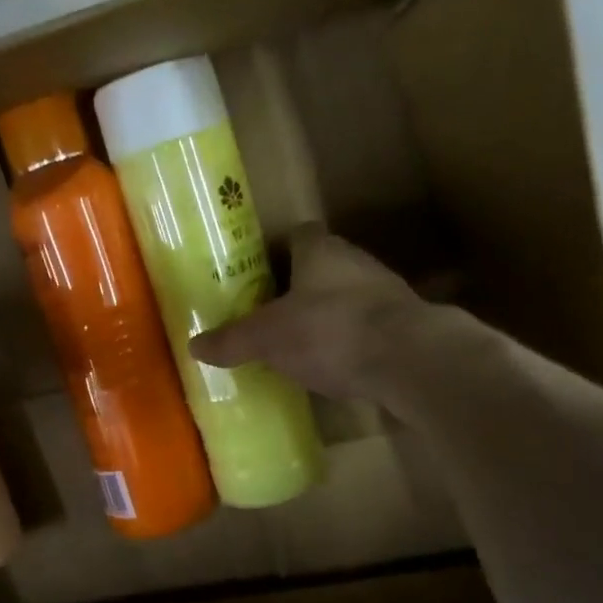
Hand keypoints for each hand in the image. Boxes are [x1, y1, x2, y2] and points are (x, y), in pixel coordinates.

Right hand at [189, 224, 427, 399]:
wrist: (408, 358)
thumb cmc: (328, 331)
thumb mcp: (268, 338)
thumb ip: (233, 340)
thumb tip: (195, 346)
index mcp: (321, 251)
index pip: (299, 234)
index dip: (279, 251)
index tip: (261, 274)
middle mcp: (357, 262)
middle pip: (324, 266)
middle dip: (301, 287)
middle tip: (275, 314)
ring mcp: (387, 293)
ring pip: (349, 297)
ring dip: (330, 315)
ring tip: (304, 344)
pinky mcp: (407, 326)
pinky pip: (369, 328)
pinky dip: (353, 343)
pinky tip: (338, 368)